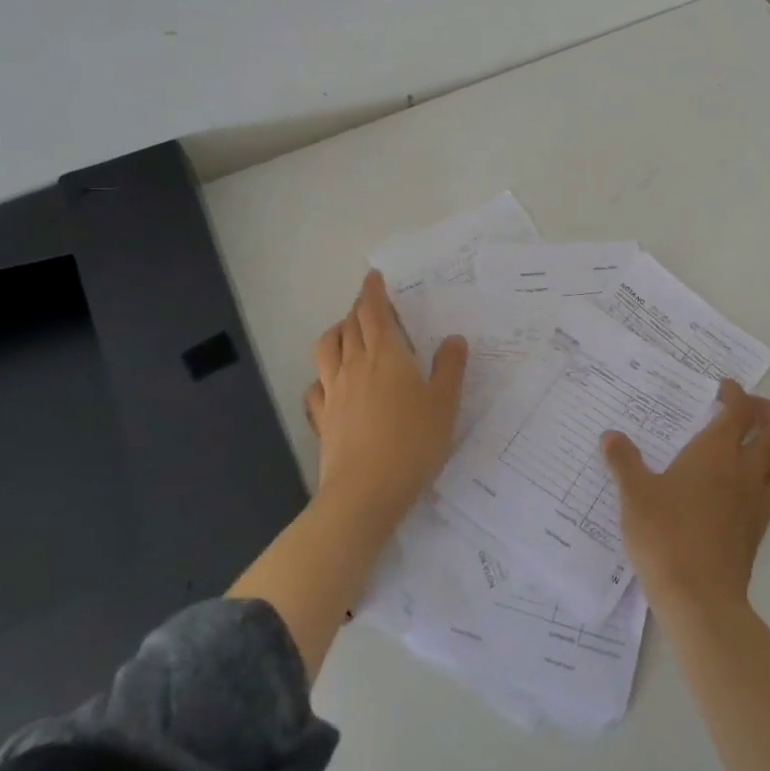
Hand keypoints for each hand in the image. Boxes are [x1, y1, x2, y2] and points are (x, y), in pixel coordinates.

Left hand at [304, 270, 468, 534]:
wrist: (365, 492)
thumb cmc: (413, 442)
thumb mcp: (445, 404)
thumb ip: (450, 368)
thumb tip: (453, 339)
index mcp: (386, 355)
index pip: (373, 312)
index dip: (372, 292)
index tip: (373, 278)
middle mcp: (354, 365)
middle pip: (349, 326)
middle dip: (358, 309)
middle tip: (369, 305)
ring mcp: (333, 392)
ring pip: (327, 350)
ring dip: (336, 334)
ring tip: (346, 334)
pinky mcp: (323, 418)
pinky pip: (316, 386)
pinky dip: (323, 375)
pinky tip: (330, 384)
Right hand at [602, 380, 769, 611]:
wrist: (699, 597)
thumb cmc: (665, 536)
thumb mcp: (635, 496)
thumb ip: (624, 462)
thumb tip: (610, 436)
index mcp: (716, 453)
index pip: (740, 410)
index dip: (735, 393)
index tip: (723, 389)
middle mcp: (745, 470)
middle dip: (769, 412)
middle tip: (749, 409)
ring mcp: (759, 500)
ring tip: (761, 442)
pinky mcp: (761, 527)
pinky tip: (748, 483)